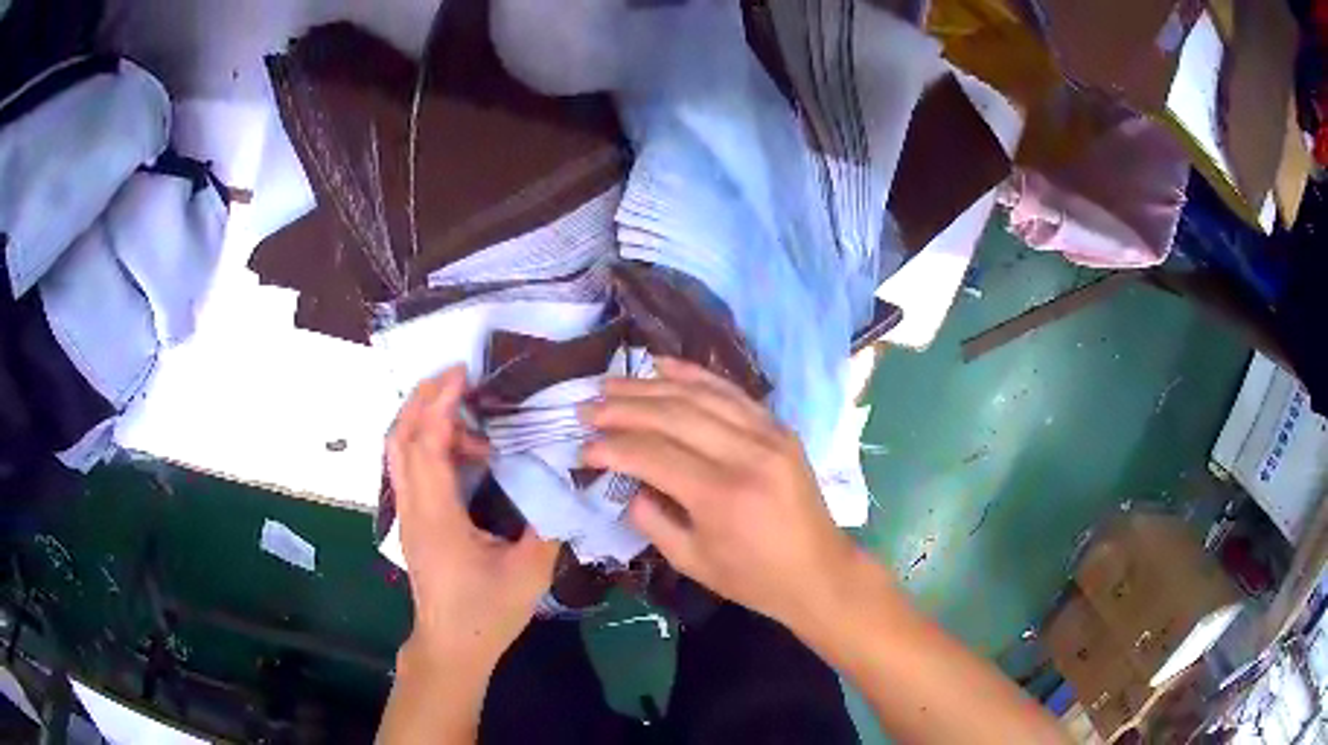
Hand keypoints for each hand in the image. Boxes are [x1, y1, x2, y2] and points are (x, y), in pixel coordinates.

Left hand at [387, 367, 560, 676]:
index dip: (440, 403)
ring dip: (424, 418)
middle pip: (399, 437)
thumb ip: (547, 521)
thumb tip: (562, 478)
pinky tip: (462, 451)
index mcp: (437, 517)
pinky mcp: (412, 520)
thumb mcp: (529, 572)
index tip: (463, 373)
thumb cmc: (487, 612)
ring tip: (468, 413)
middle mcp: (413, 508)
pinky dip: (427, 442)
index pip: (426, 444)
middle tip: (458, 377)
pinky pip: (408, 466)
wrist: (452, 645)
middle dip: (423, 397)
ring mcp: (407, 514)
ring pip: (398, 450)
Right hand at [580, 358, 857, 627]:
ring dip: (650, 385)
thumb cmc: (753, 578)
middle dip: (623, 408)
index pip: (652, 454)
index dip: (611, 448)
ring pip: (699, 395)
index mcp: (722, 496)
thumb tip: (625, 482)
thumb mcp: (691, 561)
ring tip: (611, 384)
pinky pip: (730, 391)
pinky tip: (662, 365)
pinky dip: (694, 375)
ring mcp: (768, 434)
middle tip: (586, 409)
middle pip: (673, 415)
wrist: (819, 572)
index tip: (582, 448)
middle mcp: (746, 454)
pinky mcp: (779, 427)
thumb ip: (651, 518)